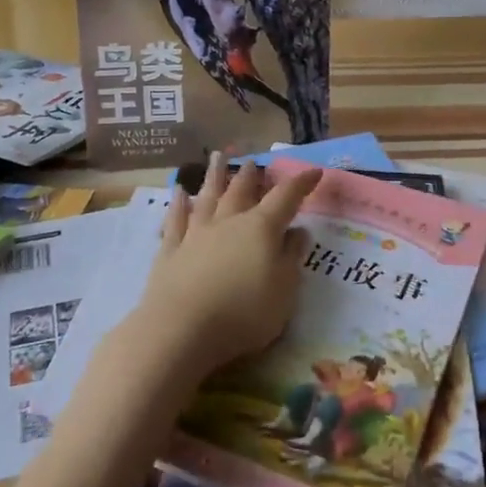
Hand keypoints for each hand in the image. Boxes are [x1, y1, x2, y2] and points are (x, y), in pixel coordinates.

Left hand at [118, 155, 320, 386]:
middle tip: (253, 161)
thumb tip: (298, 232)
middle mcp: (228, 222)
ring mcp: (196, 234)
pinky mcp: (170, 251)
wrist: (182, 329)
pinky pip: (175, 220)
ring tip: (217, 157)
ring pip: (208, 197)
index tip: (314, 172)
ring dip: (214, 176)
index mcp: (261, 229)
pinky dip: (178, 204)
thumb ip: (292, 258)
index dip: (301, 183)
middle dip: (250, 175)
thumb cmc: (244, 313)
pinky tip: (178, 192)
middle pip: (241, 191)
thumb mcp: (284, 290)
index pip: (286, 198)